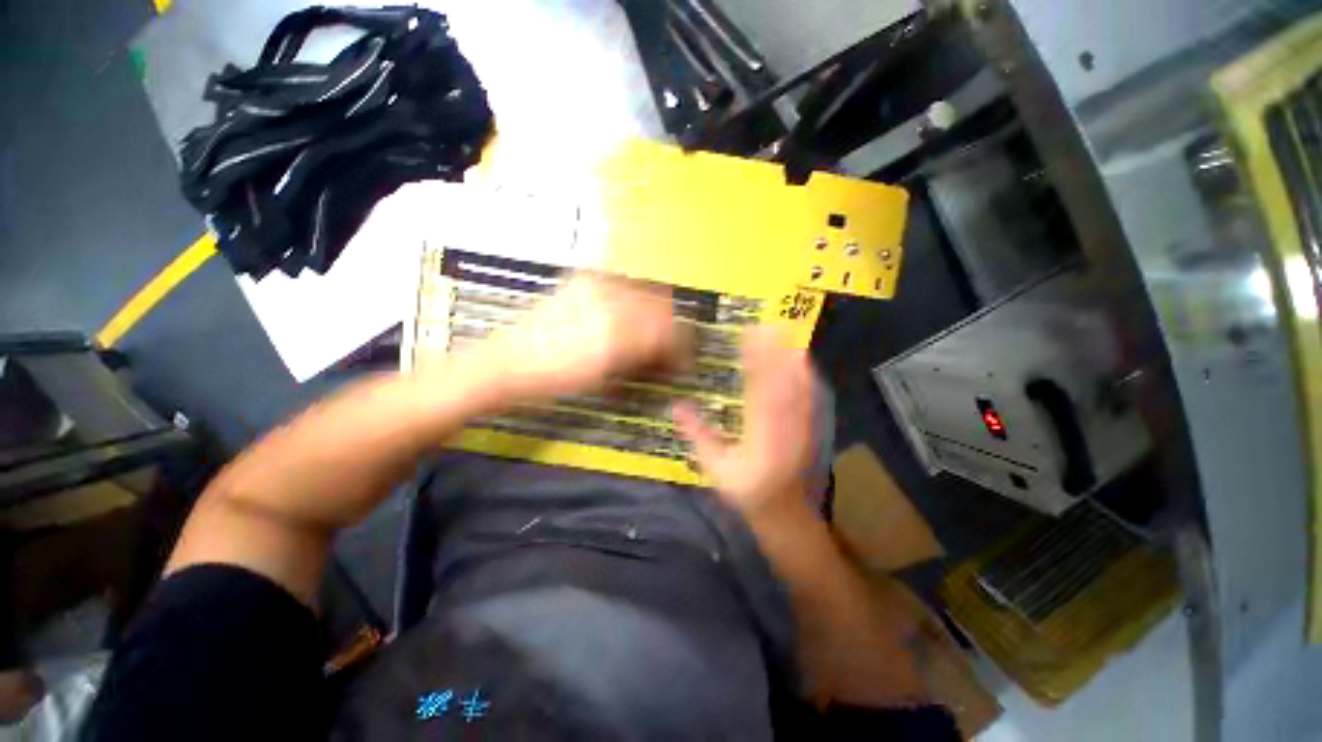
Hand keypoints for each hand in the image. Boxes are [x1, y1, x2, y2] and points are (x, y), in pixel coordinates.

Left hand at [479, 274, 684, 400]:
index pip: (670, 331)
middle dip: (672, 328)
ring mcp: (597, 284)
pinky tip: (627, 314)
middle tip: (666, 346)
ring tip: (647, 331)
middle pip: (664, 306)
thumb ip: (646, 362)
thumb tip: (671, 356)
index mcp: (617, 334)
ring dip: (656, 312)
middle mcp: (611, 301)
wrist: (512, 360)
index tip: (683, 359)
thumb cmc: (557, 381)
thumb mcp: (608, 380)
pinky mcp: (585, 278)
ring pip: (648, 291)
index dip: (683, 347)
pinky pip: (626, 283)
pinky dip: (635, 299)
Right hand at [673, 326, 817, 520]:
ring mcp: (802, 428)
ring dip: (791, 360)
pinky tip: (801, 360)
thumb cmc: (747, 493)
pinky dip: (805, 376)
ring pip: (799, 388)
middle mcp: (785, 429)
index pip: (758, 393)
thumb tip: (677, 405)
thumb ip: (698, 436)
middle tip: (766, 326)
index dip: (756, 363)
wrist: (786, 515)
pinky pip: (810, 398)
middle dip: (776, 354)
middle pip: (782, 385)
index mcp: (761, 440)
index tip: (748, 339)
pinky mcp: (811, 428)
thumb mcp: (716, 470)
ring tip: (783, 334)